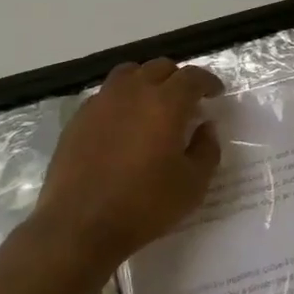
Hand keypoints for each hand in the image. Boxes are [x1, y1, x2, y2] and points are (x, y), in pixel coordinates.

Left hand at [34, 58, 224, 270]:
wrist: (79, 225)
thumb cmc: (144, 206)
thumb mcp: (193, 185)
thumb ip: (207, 149)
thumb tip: (206, 126)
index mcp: (165, 103)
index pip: (192, 76)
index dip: (208, 81)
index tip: (215, 93)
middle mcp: (133, 92)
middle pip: (159, 67)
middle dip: (178, 78)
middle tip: (187, 100)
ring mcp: (101, 102)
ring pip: (129, 74)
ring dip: (147, 81)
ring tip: (153, 103)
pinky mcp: (78, 118)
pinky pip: (106, 94)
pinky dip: (122, 99)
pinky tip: (124, 123)